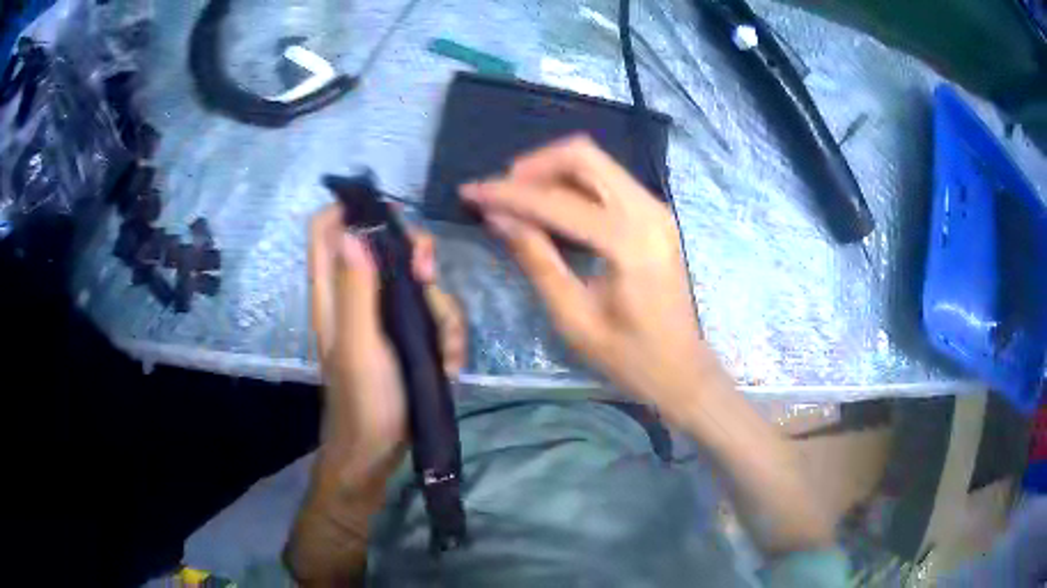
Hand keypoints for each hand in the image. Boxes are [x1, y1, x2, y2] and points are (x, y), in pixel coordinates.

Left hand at [308, 205, 465, 483]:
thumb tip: (352, 231)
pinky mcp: (409, 339)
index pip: (326, 230)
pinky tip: (450, 366)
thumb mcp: (358, 345)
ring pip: (420, 285)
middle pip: (386, 248)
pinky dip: (449, 338)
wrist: (379, 454)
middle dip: (414, 258)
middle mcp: (358, 297)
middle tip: (428, 275)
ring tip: (447, 353)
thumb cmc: (364, 402)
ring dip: (442, 311)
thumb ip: (355, 290)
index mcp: (333, 293)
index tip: (391, 213)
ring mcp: (386, 319)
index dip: (351, 211)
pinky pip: (436, 318)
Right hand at [462, 136, 727, 422]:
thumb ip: (537, 260)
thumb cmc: (630, 357)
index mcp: (630, 242)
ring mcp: (655, 208)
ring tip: (517, 197)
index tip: (470, 192)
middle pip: (583, 156)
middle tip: (500, 192)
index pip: (557, 201)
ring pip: (595, 162)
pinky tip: (548, 205)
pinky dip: (572, 183)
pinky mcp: (654, 214)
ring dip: (551, 171)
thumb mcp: (574, 318)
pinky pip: (607, 179)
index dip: (508, 195)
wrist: (681, 369)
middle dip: (533, 166)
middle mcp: (648, 211)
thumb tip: (497, 218)